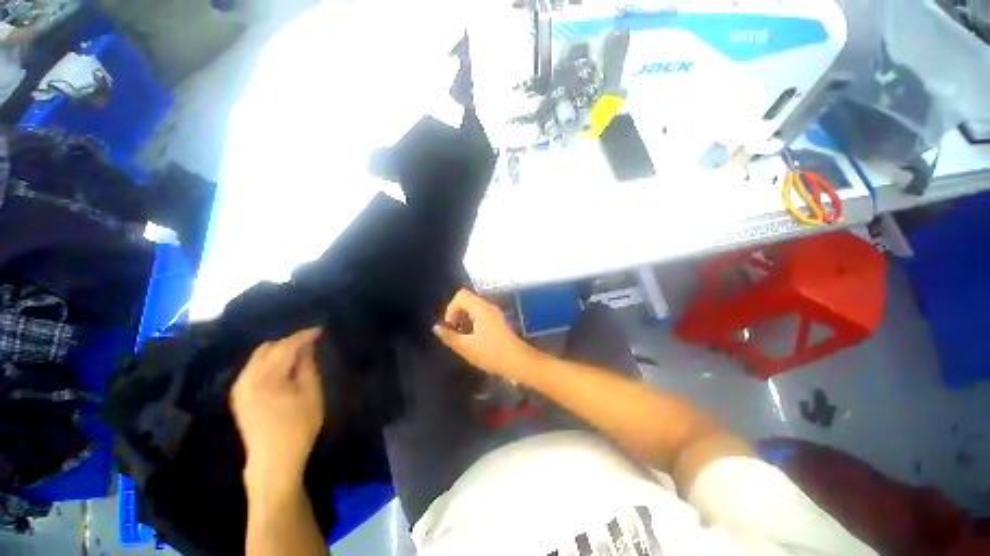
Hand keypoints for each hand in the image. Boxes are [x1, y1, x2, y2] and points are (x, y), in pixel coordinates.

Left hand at [231, 328, 323, 491]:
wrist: (273, 461)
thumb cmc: (298, 427)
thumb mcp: (311, 394)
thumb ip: (307, 367)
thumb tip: (307, 347)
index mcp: (266, 378)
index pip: (285, 347)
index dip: (303, 336)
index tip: (320, 330)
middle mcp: (247, 379)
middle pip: (267, 348)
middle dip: (289, 342)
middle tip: (310, 344)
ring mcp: (239, 388)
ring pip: (258, 357)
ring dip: (278, 351)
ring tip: (298, 355)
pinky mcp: (238, 397)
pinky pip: (253, 368)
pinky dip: (269, 362)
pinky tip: (282, 369)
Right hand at [433, 289, 542, 381]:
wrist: (518, 362)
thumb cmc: (491, 353)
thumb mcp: (466, 347)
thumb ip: (449, 336)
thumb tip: (436, 327)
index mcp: (481, 308)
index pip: (461, 295)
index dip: (451, 308)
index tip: (451, 326)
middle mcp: (488, 307)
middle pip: (467, 301)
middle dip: (457, 315)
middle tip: (455, 333)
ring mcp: (494, 314)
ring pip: (473, 309)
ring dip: (464, 320)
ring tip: (462, 338)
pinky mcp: (498, 322)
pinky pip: (480, 316)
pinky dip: (472, 324)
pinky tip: (472, 340)